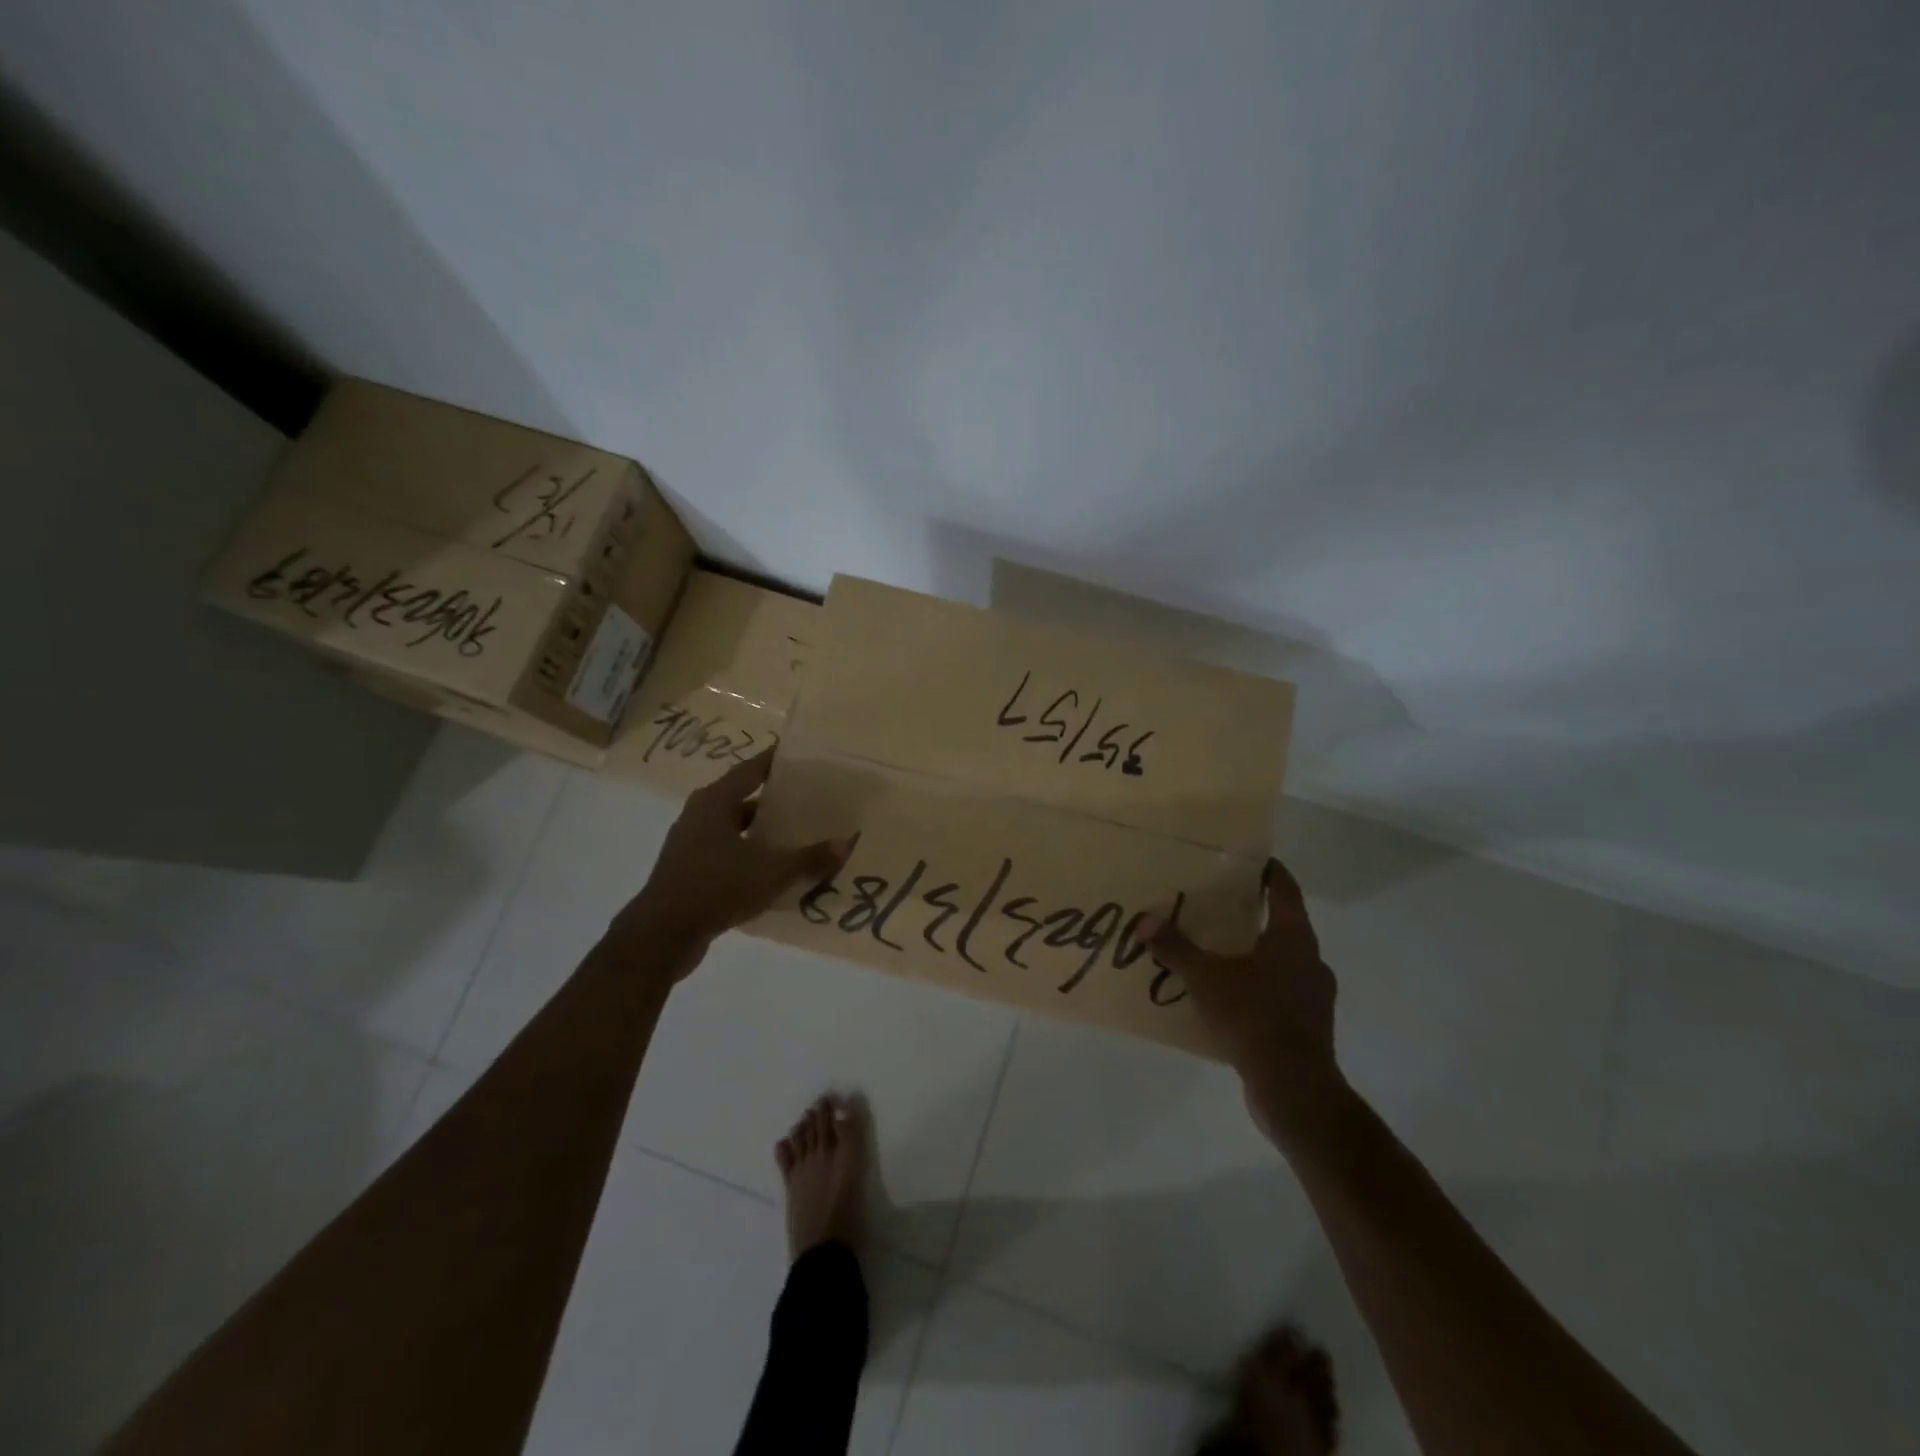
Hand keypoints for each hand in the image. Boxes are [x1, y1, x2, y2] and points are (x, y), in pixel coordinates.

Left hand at [614, 749, 853, 973]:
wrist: (662, 935)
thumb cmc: (716, 888)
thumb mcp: (772, 872)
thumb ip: (810, 858)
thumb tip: (847, 842)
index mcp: (715, 801)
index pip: (752, 769)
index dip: (777, 761)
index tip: (803, 757)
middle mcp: (700, 815)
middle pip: (744, 798)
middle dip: (776, 800)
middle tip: (811, 800)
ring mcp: (691, 844)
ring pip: (736, 829)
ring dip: (763, 832)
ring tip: (798, 835)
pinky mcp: (689, 871)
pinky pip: (727, 853)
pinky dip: (750, 856)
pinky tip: (774, 870)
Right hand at [1146, 858, 1345, 1144]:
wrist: (1294, 1088)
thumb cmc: (1254, 1017)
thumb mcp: (1206, 978)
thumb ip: (1176, 948)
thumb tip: (1145, 920)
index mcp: (1294, 938)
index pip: (1285, 890)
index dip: (1269, 872)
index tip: (1251, 859)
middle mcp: (1310, 960)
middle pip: (1283, 925)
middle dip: (1253, 914)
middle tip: (1219, 904)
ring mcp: (1313, 996)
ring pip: (1281, 961)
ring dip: (1254, 954)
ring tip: (1218, 952)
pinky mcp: (1307, 1026)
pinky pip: (1279, 993)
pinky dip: (1256, 987)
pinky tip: (1228, 997)